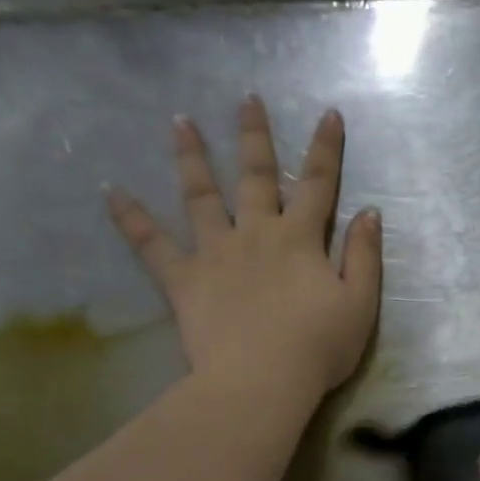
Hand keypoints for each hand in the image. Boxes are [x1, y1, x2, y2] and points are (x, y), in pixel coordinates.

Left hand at [107, 97, 382, 400]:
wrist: (262, 380)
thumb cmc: (319, 346)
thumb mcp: (360, 304)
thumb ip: (364, 256)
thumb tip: (369, 213)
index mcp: (300, 240)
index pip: (318, 185)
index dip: (326, 149)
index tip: (328, 114)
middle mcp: (256, 234)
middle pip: (256, 177)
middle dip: (255, 137)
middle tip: (247, 99)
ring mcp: (215, 253)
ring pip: (201, 196)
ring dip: (192, 158)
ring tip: (180, 123)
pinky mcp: (183, 279)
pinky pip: (151, 244)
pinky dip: (130, 217)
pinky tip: (110, 191)